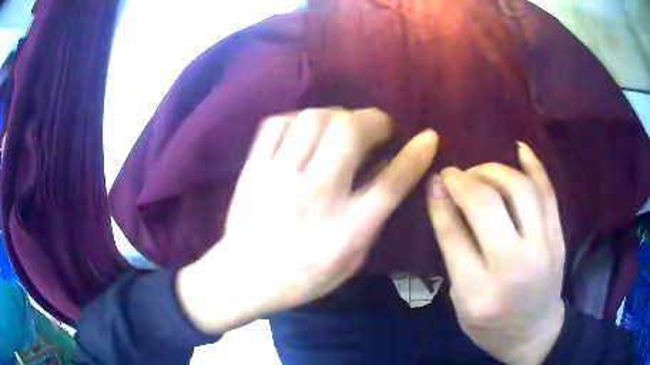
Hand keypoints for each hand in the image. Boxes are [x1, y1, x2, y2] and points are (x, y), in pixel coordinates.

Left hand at [178, 108, 438, 334]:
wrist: (244, 277)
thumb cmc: (304, 277)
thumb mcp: (351, 259)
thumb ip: (374, 217)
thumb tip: (388, 172)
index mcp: (345, 230)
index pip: (390, 183)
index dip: (415, 155)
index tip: (428, 136)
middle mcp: (315, 196)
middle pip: (349, 133)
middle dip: (372, 119)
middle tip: (377, 126)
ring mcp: (278, 178)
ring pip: (314, 120)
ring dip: (337, 114)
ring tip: (343, 125)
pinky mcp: (253, 169)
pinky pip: (277, 123)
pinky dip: (299, 118)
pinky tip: (306, 130)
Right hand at [427, 143, 564, 364]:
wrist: (534, 331)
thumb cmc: (491, 324)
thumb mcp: (461, 299)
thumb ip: (454, 250)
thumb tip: (443, 198)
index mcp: (478, 291)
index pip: (454, 233)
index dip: (441, 200)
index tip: (435, 179)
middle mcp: (514, 265)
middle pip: (487, 205)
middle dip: (465, 181)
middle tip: (454, 175)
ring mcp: (543, 247)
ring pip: (520, 190)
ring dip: (494, 170)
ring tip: (480, 171)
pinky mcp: (558, 236)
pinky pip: (548, 192)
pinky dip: (535, 166)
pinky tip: (520, 149)